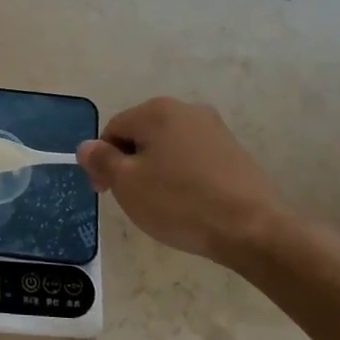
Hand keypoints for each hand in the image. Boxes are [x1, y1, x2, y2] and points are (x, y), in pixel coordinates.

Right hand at [77, 97, 297, 267]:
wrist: (253, 229)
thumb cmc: (179, 202)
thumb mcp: (127, 183)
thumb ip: (101, 160)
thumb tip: (86, 146)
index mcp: (157, 111)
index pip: (113, 130)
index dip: (103, 162)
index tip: (106, 194)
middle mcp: (187, 110)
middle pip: (141, 136)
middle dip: (130, 165)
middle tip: (133, 201)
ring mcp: (215, 130)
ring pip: (168, 149)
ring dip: (157, 172)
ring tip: (163, 205)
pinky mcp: (235, 153)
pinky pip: (194, 160)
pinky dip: (183, 178)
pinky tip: (189, 204)